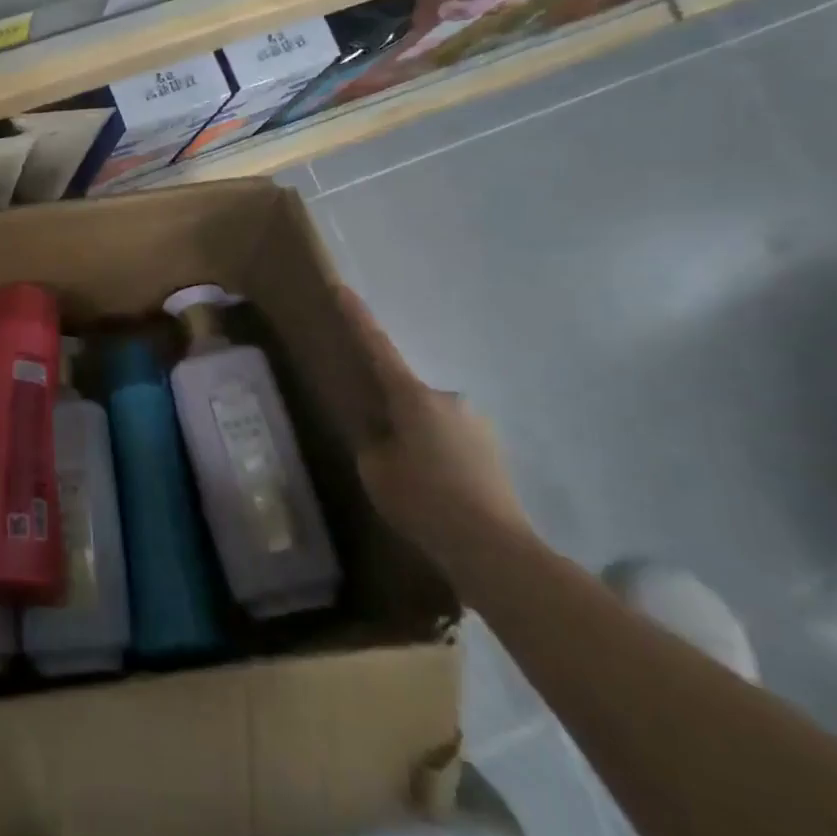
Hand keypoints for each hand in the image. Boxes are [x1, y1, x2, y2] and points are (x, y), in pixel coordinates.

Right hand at [335, 286, 532, 580]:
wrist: (493, 547)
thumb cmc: (423, 501)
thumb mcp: (376, 471)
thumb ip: (373, 443)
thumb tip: (384, 435)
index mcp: (413, 398)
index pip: (377, 348)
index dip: (357, 318)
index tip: (342, 288)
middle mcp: (448, 399)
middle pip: (407, 397)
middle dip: (393, 417)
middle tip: (385, 456)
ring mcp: (476, 423)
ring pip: (432, 422)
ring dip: (419, 441)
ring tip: (415, 486)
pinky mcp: (494, 450)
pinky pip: (453, 442)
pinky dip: (440, 458)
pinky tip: (439, 494)